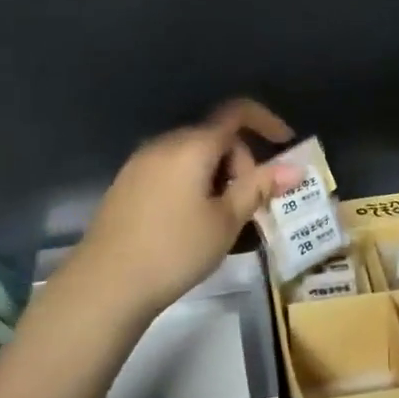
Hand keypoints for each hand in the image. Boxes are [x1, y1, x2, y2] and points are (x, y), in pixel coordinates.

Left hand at [63, 98, 301, 322]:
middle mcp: (165, 144)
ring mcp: (141, 163)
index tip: (286, 143)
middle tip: (249, 204)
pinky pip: (171, 169)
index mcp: (192, 145)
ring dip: (217, 175)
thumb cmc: (175, 249)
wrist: (105, 285)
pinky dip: (193, 183)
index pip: (236, 113)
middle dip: (240, 162)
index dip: (266, 121)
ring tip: (222, 218)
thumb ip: (259, 188)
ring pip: (193, 155)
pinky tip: (192, 221)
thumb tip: (294, 168)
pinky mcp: (127, 184)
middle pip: (215, 137)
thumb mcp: (226, 221)